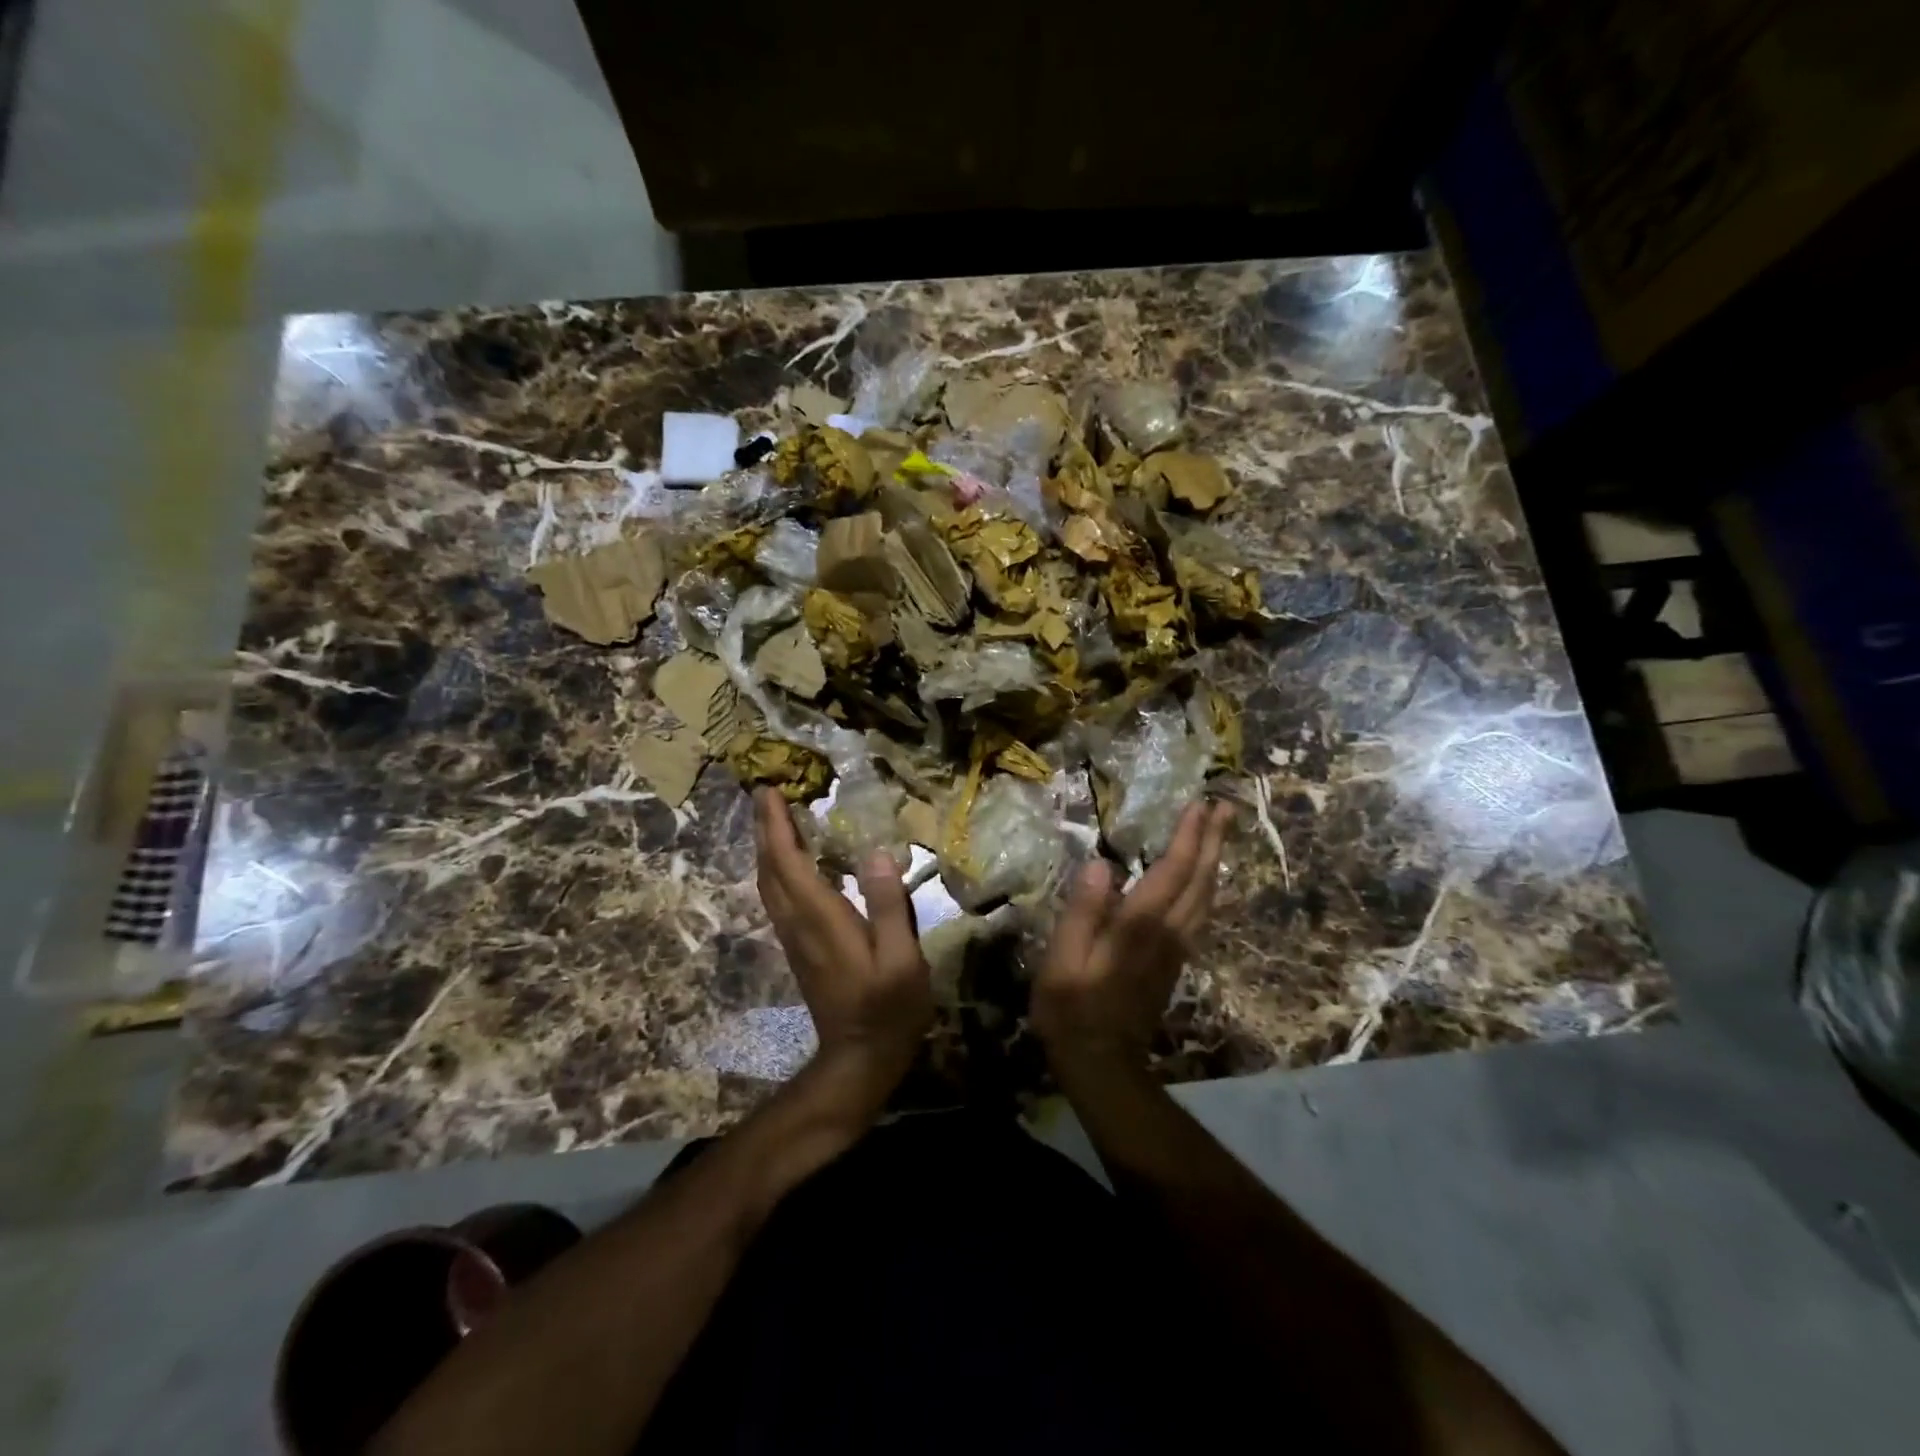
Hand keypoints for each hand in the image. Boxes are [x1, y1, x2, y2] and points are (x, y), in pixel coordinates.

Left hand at [753, 788, 933, 1093]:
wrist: (860, 1058)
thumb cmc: (888, 1008)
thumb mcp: (901, 960)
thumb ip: (889, 906)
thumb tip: (876, 853)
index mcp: (820, 918)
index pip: (788, 861)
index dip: (776, 825)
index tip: (768, 789)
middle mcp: (798, 923)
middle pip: (770, 868)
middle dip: (764, 828)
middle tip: (765, 793)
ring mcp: (794, 937)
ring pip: (768, 883)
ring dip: (767, 848)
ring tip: (773, 819)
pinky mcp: (799, 948)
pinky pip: (777, 897)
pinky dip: (776, 869)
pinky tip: (791, 863)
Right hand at [1032, 800, 1232, 1076]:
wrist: (1102, 1063)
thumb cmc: (1071, 1008)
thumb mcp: (1062, 960)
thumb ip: (1082, 912)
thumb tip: (1100, 865)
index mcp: (1140, 926)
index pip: (1172, 871)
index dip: (1188, 837)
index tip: (1200, 804)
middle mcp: (1168, 932)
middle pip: (1200, 879)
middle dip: (1213, 840)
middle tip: (1225, 805)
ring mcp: (1177, 949)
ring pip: (1206, 897)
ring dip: (1215, 861)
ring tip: (1220, 832)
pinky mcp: (1176, 962)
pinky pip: (1201, 915)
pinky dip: (1208, 888)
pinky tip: (1205, 880)